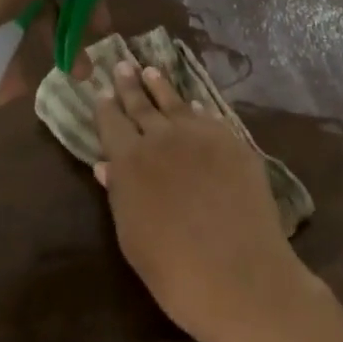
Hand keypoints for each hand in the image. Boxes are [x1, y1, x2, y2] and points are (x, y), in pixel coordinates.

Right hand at [94, 60, 320, 341]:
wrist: (240, 276)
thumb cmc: (174, 271)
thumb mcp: (132, 237)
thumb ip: (119, 194)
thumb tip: (106, 165)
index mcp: (130, 161)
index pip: (111, 123)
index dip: (106, 108)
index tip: (102, 93)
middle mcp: (162, 138)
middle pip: (141, 105)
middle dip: (130, 85)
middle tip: (123, 65)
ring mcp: (201, 135)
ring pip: (175, 102)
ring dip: (160, 86)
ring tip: (151, 70)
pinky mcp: (233, 142)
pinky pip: (209, 117)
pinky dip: (197, 109)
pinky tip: (193, 104)